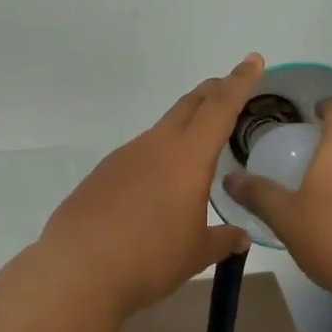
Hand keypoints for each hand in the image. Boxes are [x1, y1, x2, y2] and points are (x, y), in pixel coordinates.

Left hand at [40, 56, 263, 317]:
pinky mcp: (102, 174)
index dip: (239, 82)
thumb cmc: (151, 258)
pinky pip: (138, 155)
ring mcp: (124, 157)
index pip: (220, 107)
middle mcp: (155, 145)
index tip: (252, 61)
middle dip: (212, 92)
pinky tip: (154, 187)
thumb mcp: (196, 253)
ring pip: (161, 130)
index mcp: (188, 157)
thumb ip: (222, 240)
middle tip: (228, 88)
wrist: (79, 270)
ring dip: (183, 127)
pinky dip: (156, 158)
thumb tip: (241, 238)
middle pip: (189, 106)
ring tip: (196, 148)